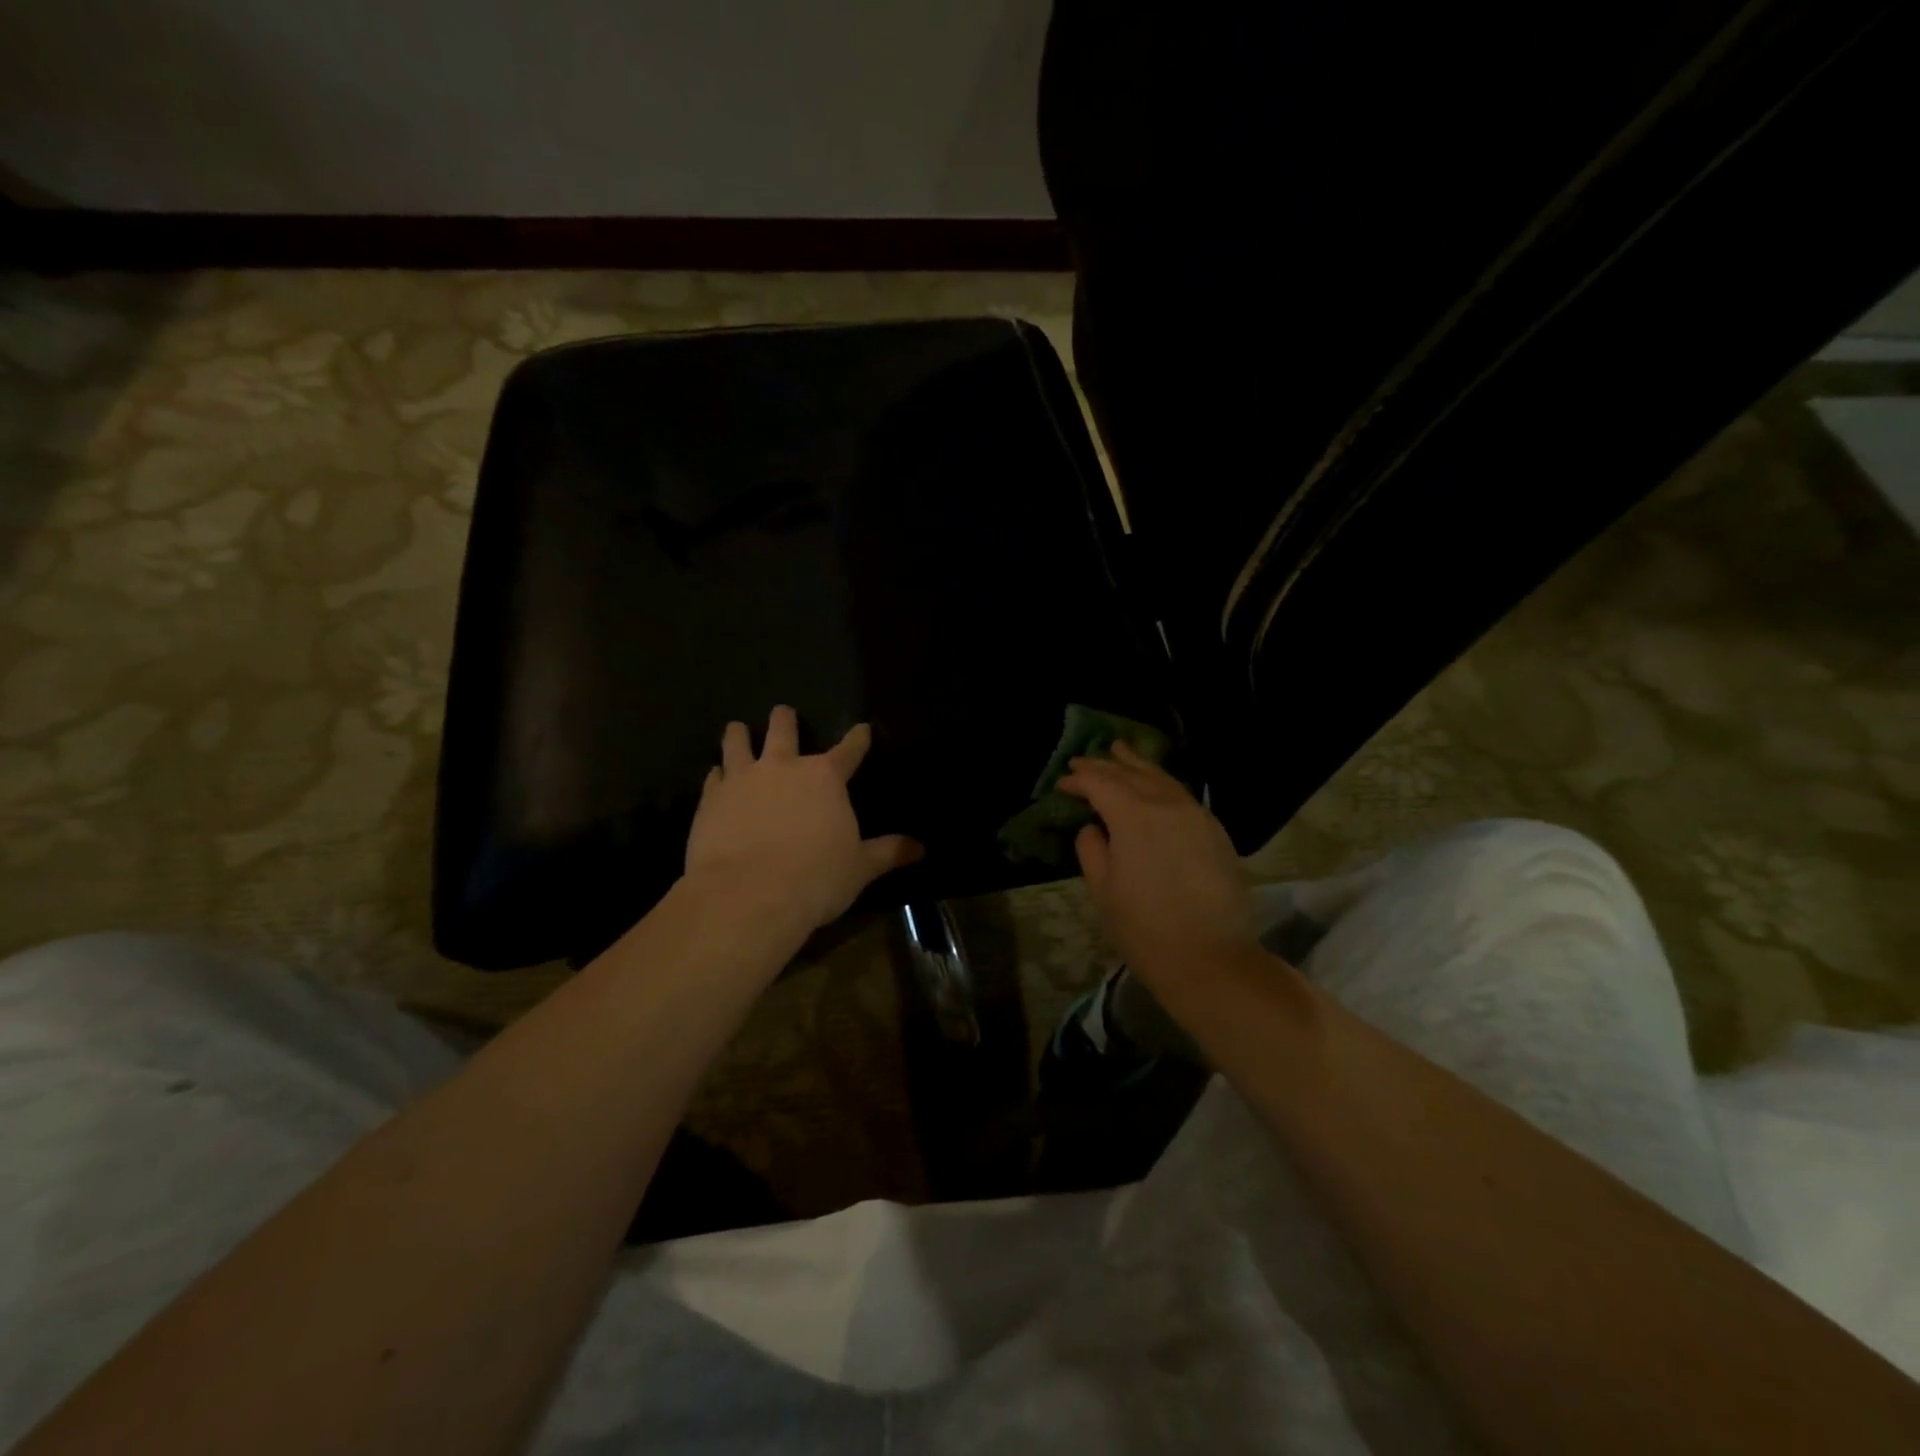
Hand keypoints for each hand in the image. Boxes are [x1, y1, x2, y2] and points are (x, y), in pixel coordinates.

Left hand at [684, 706, 922, 930]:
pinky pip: (714, 776)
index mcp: (825, 778)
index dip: (858, 738)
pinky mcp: (710, 799)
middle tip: (784, 713)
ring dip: (740, 734)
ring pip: (738, 742)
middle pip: (783, 729)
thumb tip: (920, 848)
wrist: (748, 895)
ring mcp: (742, 779)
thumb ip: (888, 852)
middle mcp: (783, 766)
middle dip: (785, 719)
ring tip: (738, 728)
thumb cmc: (815, 878)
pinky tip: (716, 776)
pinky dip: (718, 774)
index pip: (849, 750)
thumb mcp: (860, 868)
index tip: (862, 728)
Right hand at [1056, 742, 1259, 989]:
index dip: (1079, 779)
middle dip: (1105, 765)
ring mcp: (1196, 815)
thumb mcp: (1103, 891)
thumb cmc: (1145, 929)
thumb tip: (1093, 828)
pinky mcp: (1215, 831)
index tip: (1062, 783)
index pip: (1100, 783)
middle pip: (1131, 774)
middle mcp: (1167, 805)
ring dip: (1137, 765)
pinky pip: (1182, 795)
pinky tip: (1156, 785)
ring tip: (1121, 751)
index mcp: (1134, 816)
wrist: (1211, 959)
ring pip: (1162, 778)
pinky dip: (1162, 783)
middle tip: (1083, 759)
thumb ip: (1092, 849)